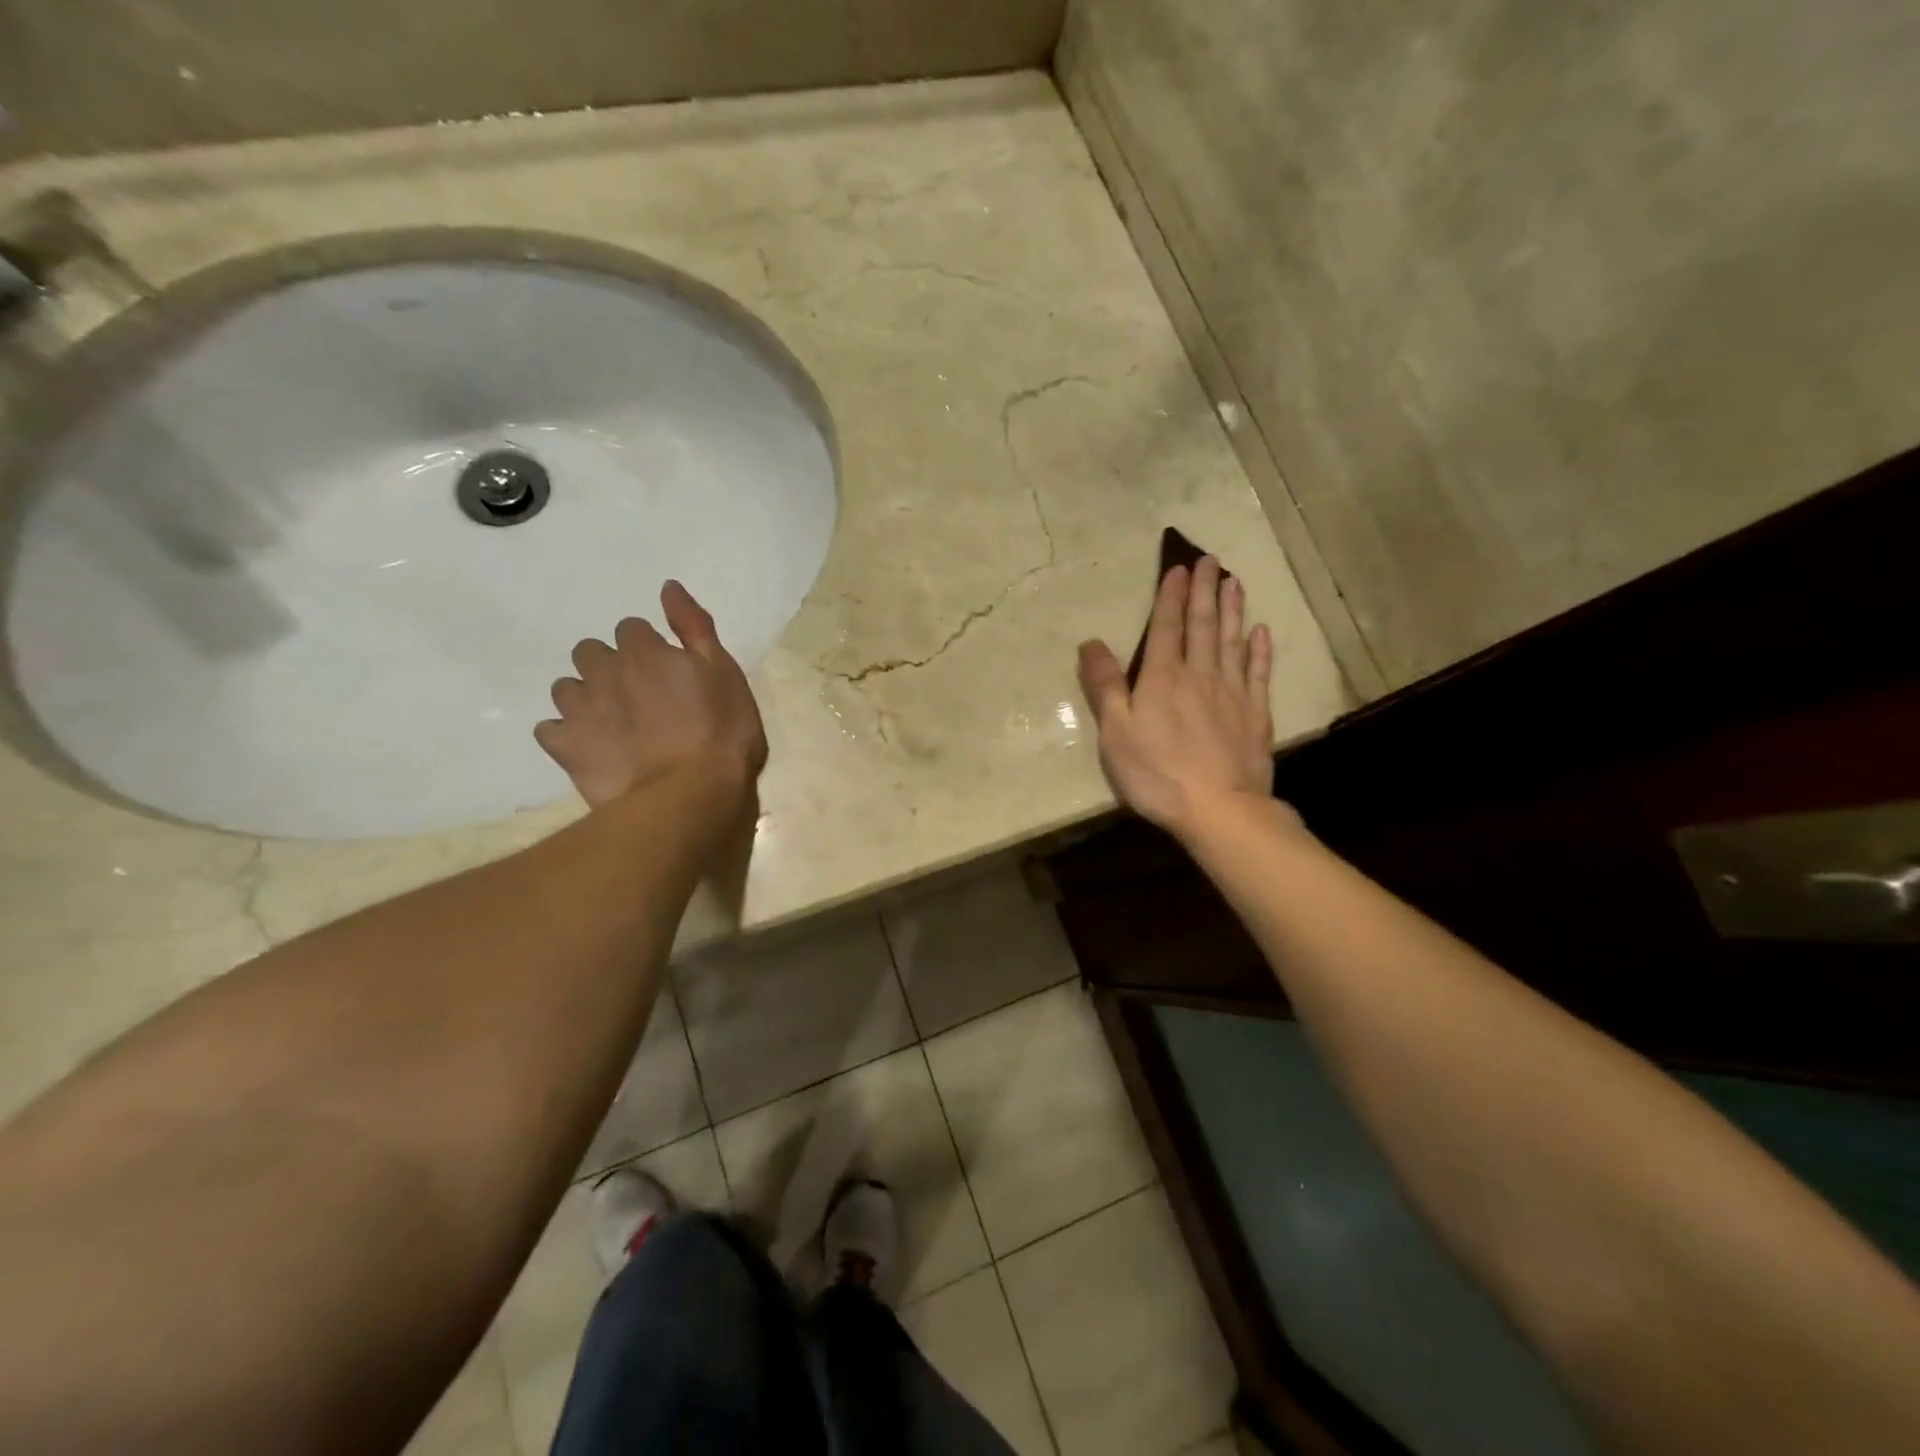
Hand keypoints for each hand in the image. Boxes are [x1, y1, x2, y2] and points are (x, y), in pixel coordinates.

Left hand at [536, 581, 768, 810]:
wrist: (689, 794)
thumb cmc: (721, 732)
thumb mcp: (724, 673)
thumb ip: (694, 627)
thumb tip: (667, 587)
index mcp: (644, 651)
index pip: (631, 629)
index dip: (648, 648)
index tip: (666, 672)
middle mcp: (603, 671)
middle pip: (589, 652)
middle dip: (609, 666)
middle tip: (639, 696)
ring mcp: (579, 710)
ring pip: (566, 687)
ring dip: (586, 696)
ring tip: (613, 723)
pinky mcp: (566, 747)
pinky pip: (549, 729)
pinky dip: (566, 733)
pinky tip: (590, 746)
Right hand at [1077, 557, 1279, 840]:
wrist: (1219, 809)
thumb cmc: (1157, 773)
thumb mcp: (1115, 732)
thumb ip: (1104, 686)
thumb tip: (1091, 643)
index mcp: (1163, 678)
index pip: (1166, 627)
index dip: (1170, 596)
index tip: (1178, 568)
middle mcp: (1200, 675)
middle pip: (1203, 625)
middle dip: (1205, 591)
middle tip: (1211, 560)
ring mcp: (1232, 694)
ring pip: (1233, 642)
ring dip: (1233, 610)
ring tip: (1234, 582)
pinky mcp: (1255, 715)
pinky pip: (1259, 673)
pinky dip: (1260, 650)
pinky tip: (1261, 633)